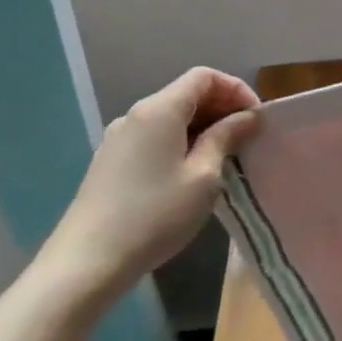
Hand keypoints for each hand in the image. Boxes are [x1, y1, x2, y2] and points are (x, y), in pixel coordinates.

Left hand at [49, 67, 262, 290]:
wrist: (86, 264)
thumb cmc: (154, 215)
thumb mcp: (204, 176)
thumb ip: (226, 137)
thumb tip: (247, 117)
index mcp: (159, 110)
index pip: (204, 77)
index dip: (236, 89)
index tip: (255, 118)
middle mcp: (136, 115)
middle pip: (186, 94)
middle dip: (221, 108)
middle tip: (246, 137)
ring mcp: (118, 139)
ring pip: (170, 117)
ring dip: (202, 127)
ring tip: (224, 156)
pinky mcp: (110, 162)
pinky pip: (154, 137)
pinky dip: (180, 142)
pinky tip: (191, 172)